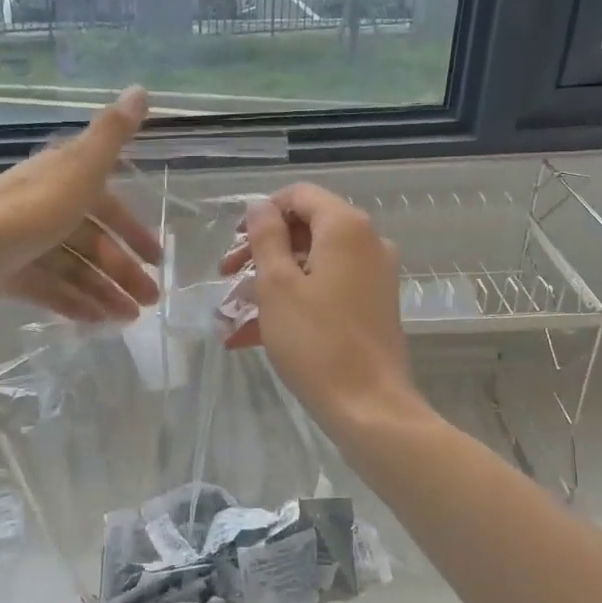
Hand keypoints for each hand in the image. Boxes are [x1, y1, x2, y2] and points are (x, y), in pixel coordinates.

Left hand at [0, 88, 161, 323]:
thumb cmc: (29, 210)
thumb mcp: (81, 169)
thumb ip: (113, 135)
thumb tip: (141, 89)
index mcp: (61, 180)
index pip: (106, 204)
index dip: (133, 230)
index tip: (156, 259)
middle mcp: (42, 207)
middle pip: (91, 241)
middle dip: (123, 270)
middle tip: (151, 302)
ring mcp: (22, 242)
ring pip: (72, 268)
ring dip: (103, 291)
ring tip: (127, 320)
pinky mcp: (4, 272)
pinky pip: (47, 288)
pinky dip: (71, 303)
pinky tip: (95, 323)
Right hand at [221, 183, 421, 435]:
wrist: (369, 406)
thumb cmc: (316, 341)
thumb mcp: (277, 285)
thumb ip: (266, 237)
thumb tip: (260, 207)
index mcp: (346, 228)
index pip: (300, 196)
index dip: (263, 213)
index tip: (234, 242)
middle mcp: (367, 243)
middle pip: (306, 230)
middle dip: (261, 252)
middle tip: (227, 278)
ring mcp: (374, 276)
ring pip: (312, 264)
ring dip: (270, 283)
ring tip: (233, 315)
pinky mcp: (373, 307)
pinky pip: (326, 291)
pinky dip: (293, 303)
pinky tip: (252, 336)